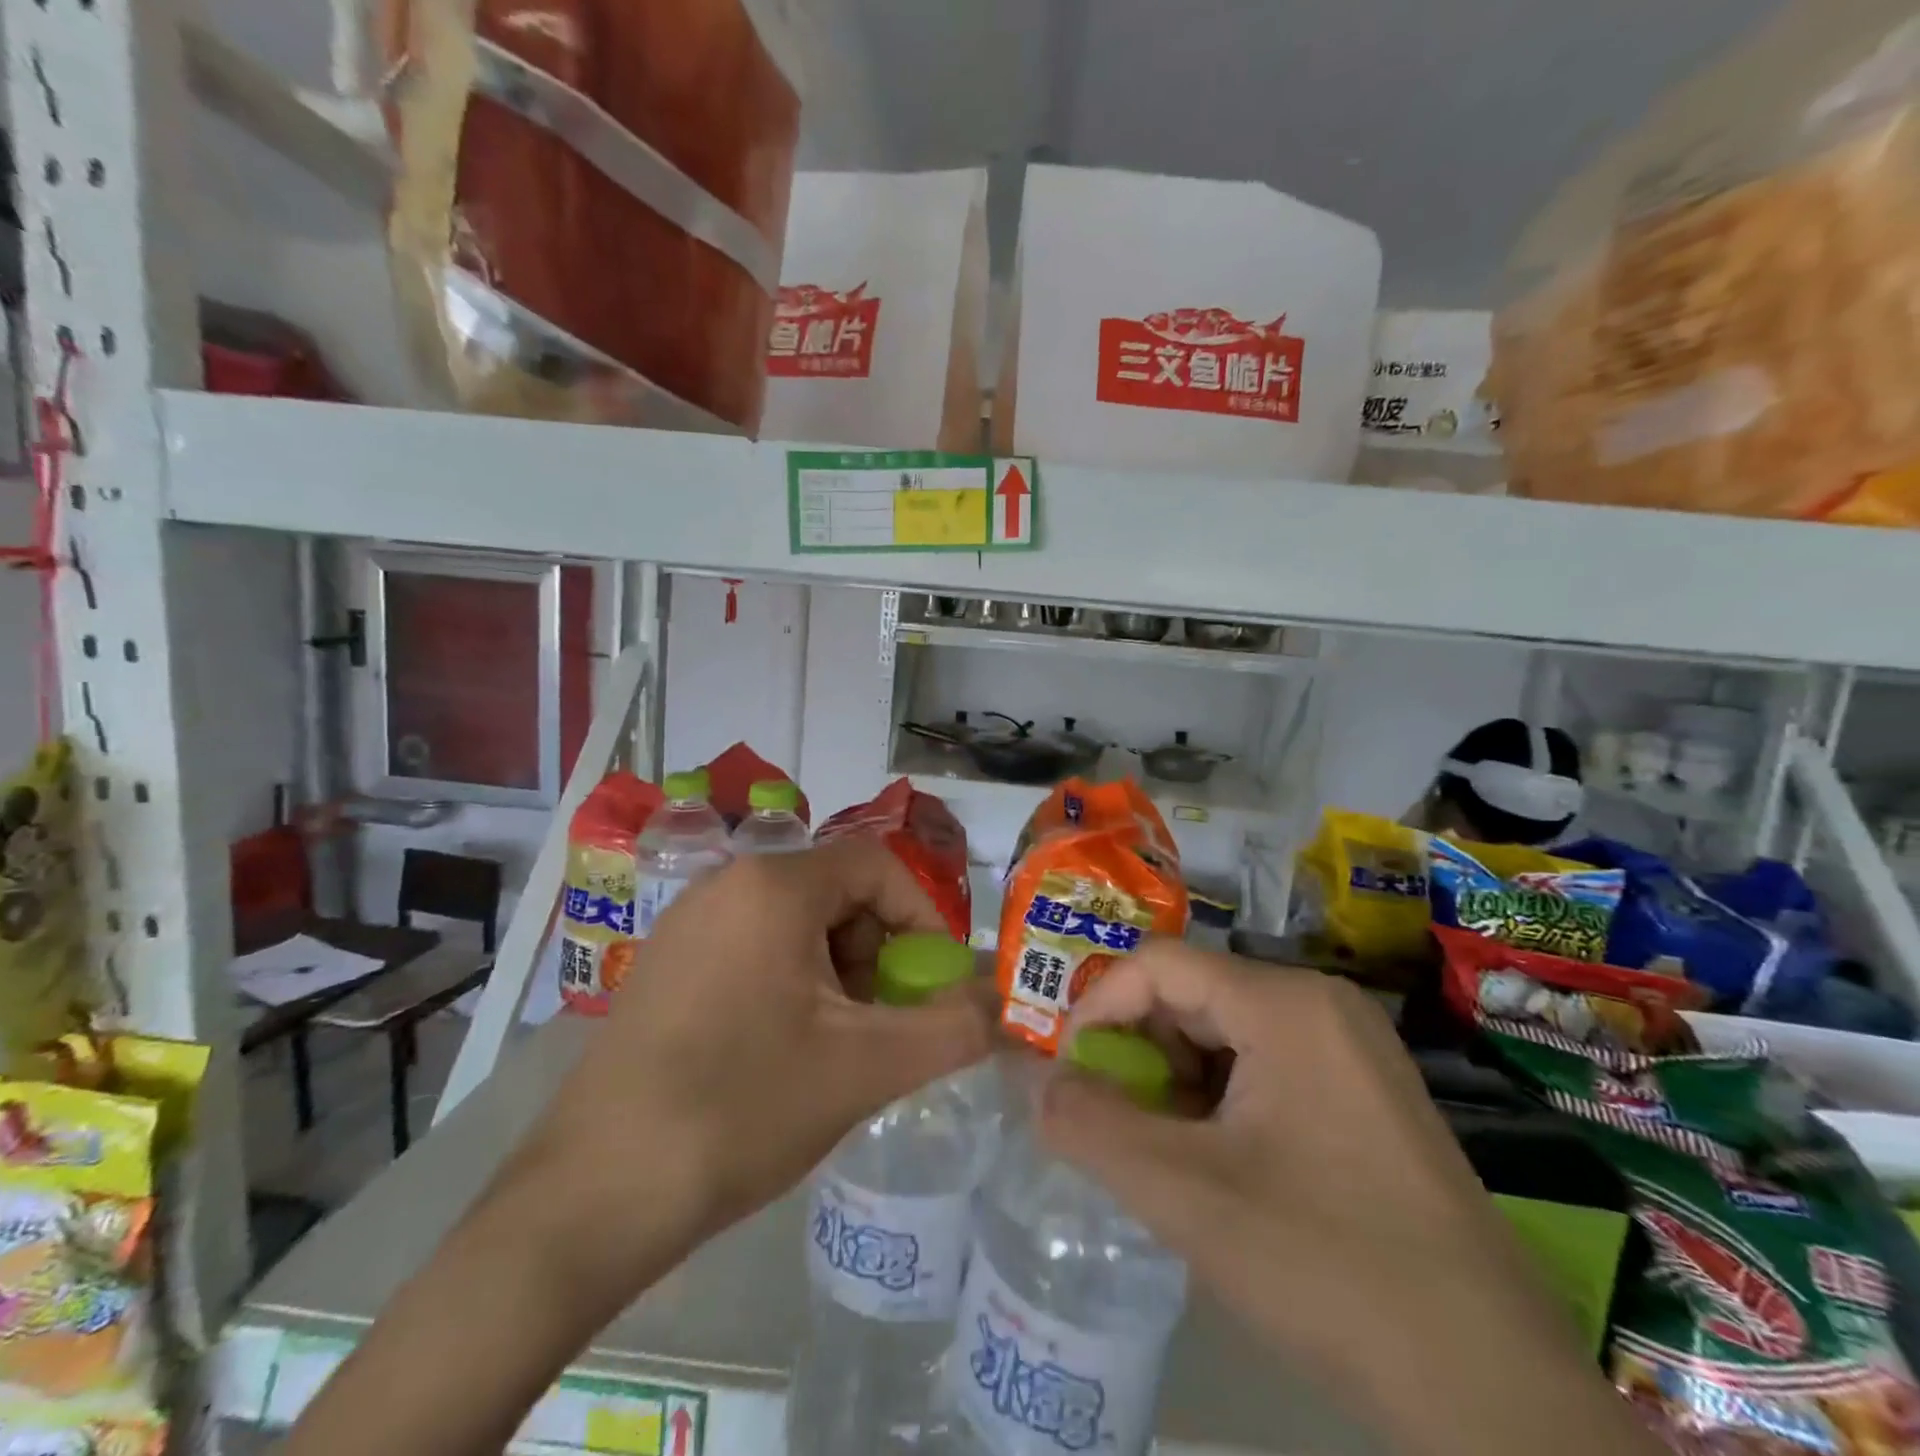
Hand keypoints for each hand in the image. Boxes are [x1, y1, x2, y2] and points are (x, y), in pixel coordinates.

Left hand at [287, 836, 995, 1455]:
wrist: (594, 1196)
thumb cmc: (742, 1108)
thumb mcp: (866, 1067)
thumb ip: (952, 1027)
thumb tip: (1007, 1002)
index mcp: (773, 885)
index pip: (878, 865)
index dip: (923, 917)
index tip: (934, 984)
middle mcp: (726, 882)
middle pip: (837, 893)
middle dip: (877, 951)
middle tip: (883, 1023)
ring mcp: (687, 922)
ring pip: (797, 923)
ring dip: (837, 972)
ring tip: (836, 1046)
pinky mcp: (666, 964)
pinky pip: (753, 948)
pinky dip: (791, 983)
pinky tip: (782, 1050)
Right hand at [1039, 941, 1660, 1455]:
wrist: (1492, 1390)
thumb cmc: (1328, 1266)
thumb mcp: (1187, 1196)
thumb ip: (1094, 1128)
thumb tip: (1039, 1085)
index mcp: (1285, 1002)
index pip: (1157, 964)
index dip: (1097, 1007)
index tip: (1070, 1076)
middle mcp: (1320, 1003)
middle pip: (1192, 995)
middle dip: (1138, 1052)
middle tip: (1111, 1121)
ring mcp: (1349, 1047)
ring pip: (1224, 1034)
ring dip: (1174, 1081)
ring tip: (1159, 1150)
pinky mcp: (1362, 1092)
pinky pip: (1263, 1066)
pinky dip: (1217, 1100)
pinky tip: (1214, 1163)